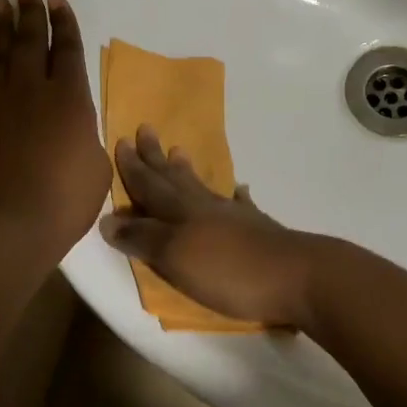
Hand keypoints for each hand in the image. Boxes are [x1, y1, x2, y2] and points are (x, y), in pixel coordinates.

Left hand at [0, 0, 111, 258]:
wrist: (11, 225)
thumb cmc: (66, 200)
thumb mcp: (96, 166)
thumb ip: (86, 136)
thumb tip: (77, 127)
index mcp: (69, 98)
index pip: (67, 49)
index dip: (63, 23)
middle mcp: (30, 91)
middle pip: (30, 42)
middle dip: (30, 12)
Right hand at [99, 125, 320, 328]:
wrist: (297, 277)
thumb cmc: (229, 270)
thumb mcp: (175, 256)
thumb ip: (143, 237)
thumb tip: (108, 217)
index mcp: (181, 213)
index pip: (149, 186)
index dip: (133, 168)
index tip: (122, 140)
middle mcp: (205, 208)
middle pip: (174, 180)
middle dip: (155, 158)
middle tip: (146, 129)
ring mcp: (235, 217)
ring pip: (203, 188)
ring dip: (187, 172)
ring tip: (180, 152)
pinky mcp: (259, 232)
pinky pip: (241, 205)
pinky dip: (236, 196)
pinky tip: (239, 189)